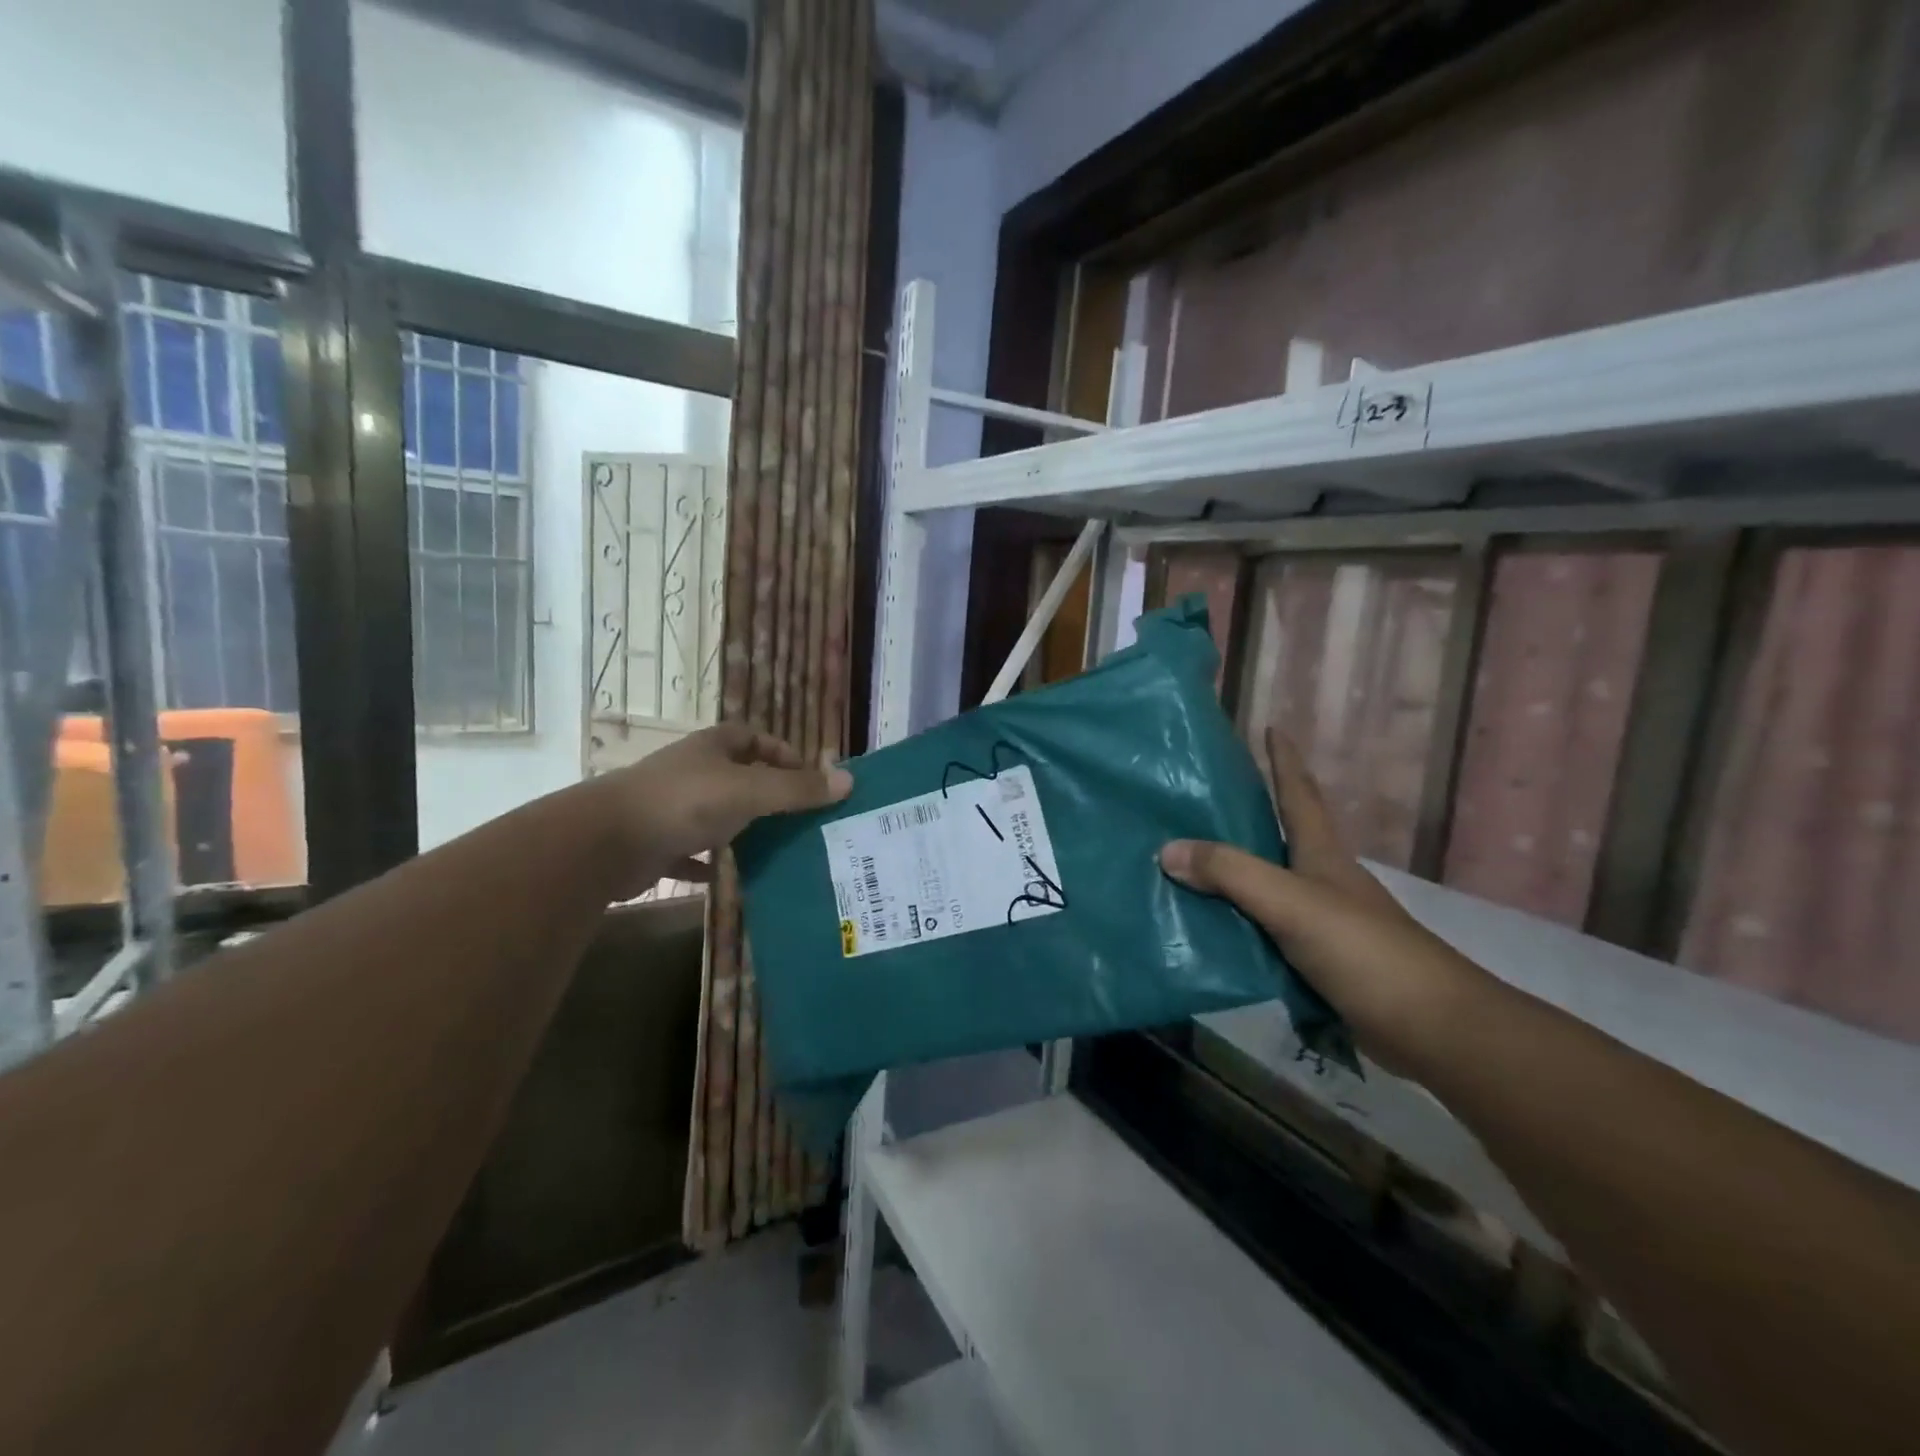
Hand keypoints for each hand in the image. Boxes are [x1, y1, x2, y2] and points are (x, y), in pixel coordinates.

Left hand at [593, 724, 851, 895]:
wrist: (607, 841)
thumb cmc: (684, 802)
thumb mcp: (750, 791)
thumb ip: (798, 789)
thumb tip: (849, 781)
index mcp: (711, 748)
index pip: (751, 737)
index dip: (780, 751)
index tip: (806, 775)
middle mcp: (690, 772)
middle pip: (735, 775)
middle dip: (765, 793)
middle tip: (799, 817)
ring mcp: (669, 807)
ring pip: (714, 814)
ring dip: (739, 828)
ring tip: (774, 849)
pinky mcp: (655, 843)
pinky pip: (690, 852)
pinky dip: (708, 863)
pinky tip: (728, 879)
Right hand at [1160, 729, 1492, 1077]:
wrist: (1430, 1029)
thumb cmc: (1363, 950)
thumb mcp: (1291, 902)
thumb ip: (1231, 874)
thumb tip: (1167, 849)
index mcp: (1322, 855)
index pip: (1300, 794)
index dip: (1286, 760)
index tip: (1272, 726)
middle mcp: (1322, 881)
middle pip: (1282, 835)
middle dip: (1250, 813)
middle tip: (1201, 799)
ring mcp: (1323, 923)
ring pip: (1268, 886)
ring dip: (1234, 873)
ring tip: (1186, 863)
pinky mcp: (1318, 962)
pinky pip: (1264, 930)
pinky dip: (1236, 922)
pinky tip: (1207, 928)